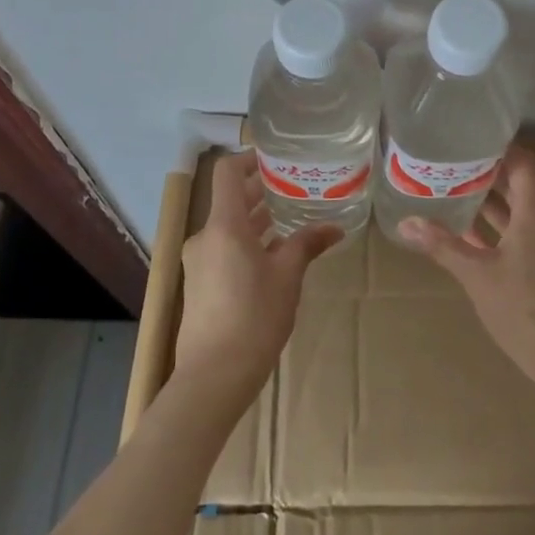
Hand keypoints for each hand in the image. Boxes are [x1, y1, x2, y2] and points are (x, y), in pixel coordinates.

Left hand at [174, 152, 341, 408]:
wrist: (213, 376)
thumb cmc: (254, 317)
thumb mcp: (288, 276)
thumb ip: (307, 244)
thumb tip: (335, 227)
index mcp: (224, 225)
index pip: (227, 172)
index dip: (249, 158)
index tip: (277, 159)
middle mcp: (205, 236)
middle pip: (230, 200)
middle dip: (262, 191)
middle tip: (296, 188)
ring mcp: (199, 261)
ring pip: (229, 227)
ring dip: (256, 220)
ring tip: (291, 218)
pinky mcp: (200, 283)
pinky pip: (224, 249)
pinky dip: (247, 243)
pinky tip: (274, 255)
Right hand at [396, 147, 534, 390]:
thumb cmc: (526, 310)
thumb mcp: (478, 275)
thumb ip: (443, 246)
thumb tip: (406, 221)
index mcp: (532, 215)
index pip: (523, 165)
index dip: (501, 147)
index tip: (470, 135)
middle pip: (516, 185)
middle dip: (486, 171)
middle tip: (450, 159)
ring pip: (511, 212)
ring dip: (485, 199)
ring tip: (450, 187)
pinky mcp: (534, 270)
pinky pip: (509, 236)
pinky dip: (488, 229)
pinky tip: (461, 232)